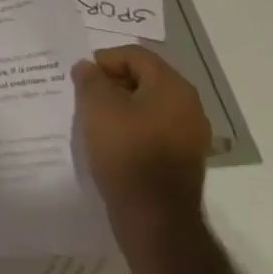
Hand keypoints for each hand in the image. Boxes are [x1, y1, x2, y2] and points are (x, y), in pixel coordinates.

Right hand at [71, 46, 209, 244]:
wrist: (154, 218)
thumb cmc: (126, 152)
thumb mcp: (97, 106)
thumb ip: (90, 79)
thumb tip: (88, 68)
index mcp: (172, 87)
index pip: (136, 55)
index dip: (105, 60)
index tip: (82, 78)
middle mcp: (189, 105)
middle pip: (145, 78)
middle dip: (113, 82)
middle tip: (86, 95)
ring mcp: (191, 134)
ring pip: (150, 104)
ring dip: (122, 105)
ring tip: (95, 118)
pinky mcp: (184, 158)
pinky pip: (155, 128)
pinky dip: (133, 126)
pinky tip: (112, 140)